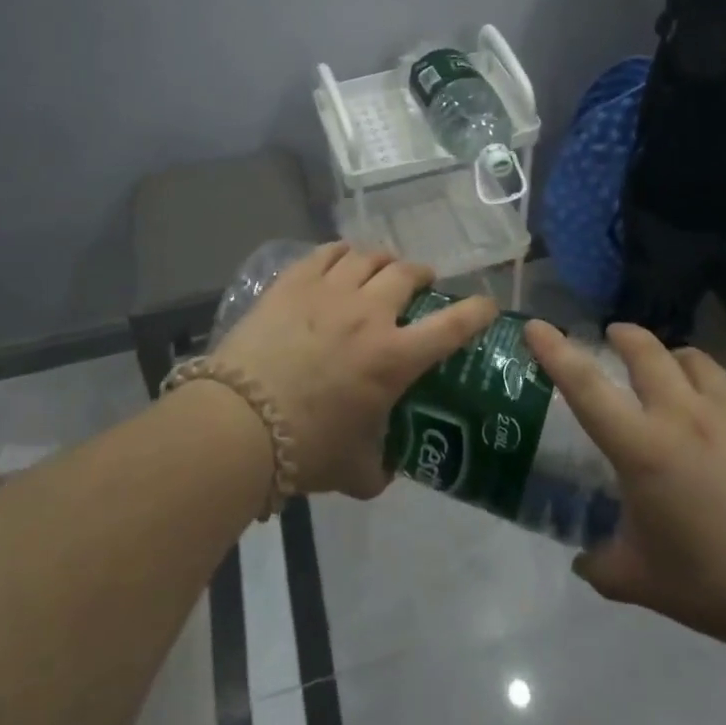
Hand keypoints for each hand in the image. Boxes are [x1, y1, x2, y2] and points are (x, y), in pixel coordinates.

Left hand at [214, 243, 495, 498]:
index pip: (453, 324)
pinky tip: (341, 261)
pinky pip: (327, 253)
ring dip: (383, 261)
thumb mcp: (355, 471)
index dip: (477, 311)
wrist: (239, 422)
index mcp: (394, 357)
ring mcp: (330, 291)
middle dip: (422, 274)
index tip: (486, 305)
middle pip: (407, 273)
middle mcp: (369, 314)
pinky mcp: (294, 283)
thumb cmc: (305, 448)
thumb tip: (385, 470)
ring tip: (380, 269)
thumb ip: (380, 469)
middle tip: (421, 283)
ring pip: (368, 257)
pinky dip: (342, 254)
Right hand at [524, 320, 725, 664]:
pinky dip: (724, 394)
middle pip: (646, 351)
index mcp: (643, 447)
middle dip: (625, 336)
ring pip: (696, 360)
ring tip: (674, 375)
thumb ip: (601, 565)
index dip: (555, 351)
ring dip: (676, 360)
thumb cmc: (715, 584)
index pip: (585, 386)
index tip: (536, 327)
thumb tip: (582, 561)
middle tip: (616, 338)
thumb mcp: (642, 581)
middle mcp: (684, 414)